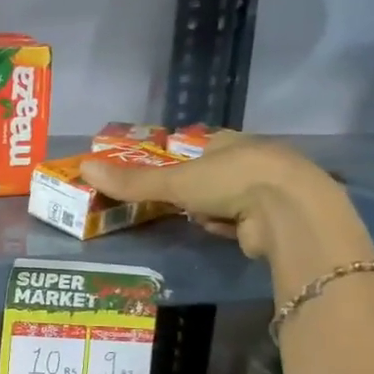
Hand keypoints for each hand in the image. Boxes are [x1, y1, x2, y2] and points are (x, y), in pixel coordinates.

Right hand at [79, 131, 373, 297]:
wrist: (290, 212)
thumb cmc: (231, 182)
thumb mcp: (174, 181)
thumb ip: (133, 181)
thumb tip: (83, 168)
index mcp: (231, 140)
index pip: (202, 146)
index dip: (183, 161)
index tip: (167, 178)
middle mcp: (254, 158)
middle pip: (216, 174)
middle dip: (198, 191)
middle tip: (178, 203)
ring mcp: (270, 188)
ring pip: (229, 199)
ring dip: (213, 211)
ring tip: (202, 219)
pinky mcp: (279, 217)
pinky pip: (244, 221)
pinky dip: (232, 227)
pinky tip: (227, 232)